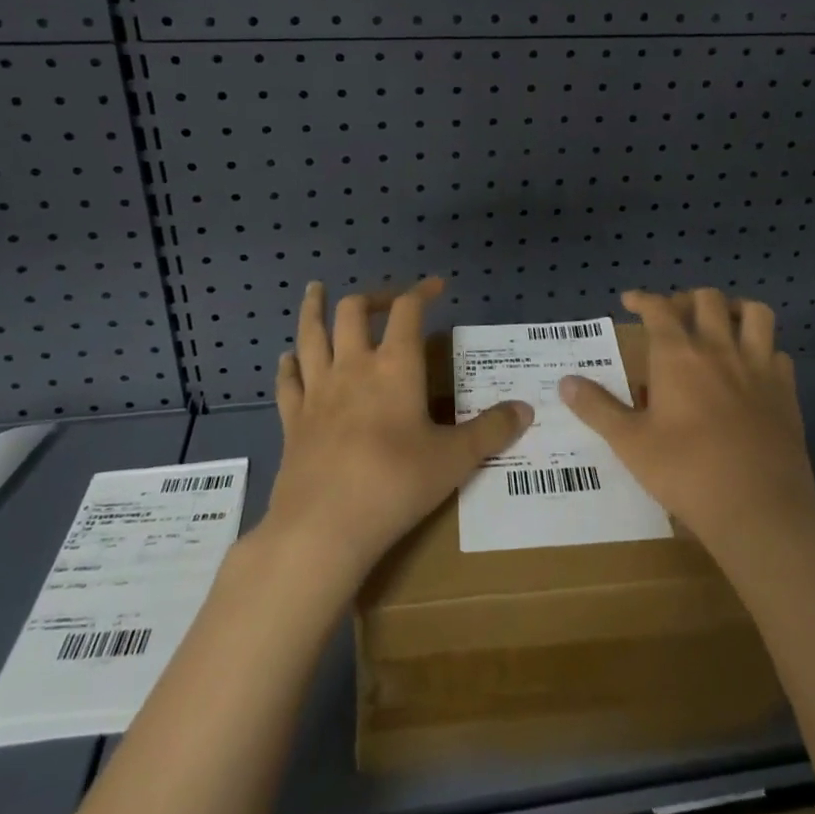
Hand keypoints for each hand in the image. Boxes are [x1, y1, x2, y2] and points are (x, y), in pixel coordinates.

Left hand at [260, 278, 532, 586]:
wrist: (323, 527)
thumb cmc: (395, 484)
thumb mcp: (454, 459)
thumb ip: (491, 431)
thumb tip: (526, 409)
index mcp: (395, 366)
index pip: (407, 310)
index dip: (421, 291)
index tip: (436, 286)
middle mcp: (353, 366)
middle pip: (353, 311)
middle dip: (371, 298)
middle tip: (386, 302)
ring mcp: (318, 391)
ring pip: (311, 335)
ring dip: (314, 309)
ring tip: (315, 290)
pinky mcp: (292, 420)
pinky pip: (288, 381)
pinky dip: (289, 364)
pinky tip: (288, 358)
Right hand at [559, 288, 814, 555]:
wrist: (759, 508)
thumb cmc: (686, 472)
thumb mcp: (629, 443)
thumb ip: (597, 408)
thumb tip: (565, 382)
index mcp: (678, 355)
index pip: (658, 308)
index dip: (643, 298)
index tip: (630, 300)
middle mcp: (719, 348)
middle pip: (708, 299)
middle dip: (688, 299)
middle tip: (675, 317)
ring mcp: (758, 367)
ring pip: (755, 313)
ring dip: (736, 310)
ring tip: (722, 324)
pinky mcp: (786, 390)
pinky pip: (779, 353)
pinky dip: (764, 351)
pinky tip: (754, 368)